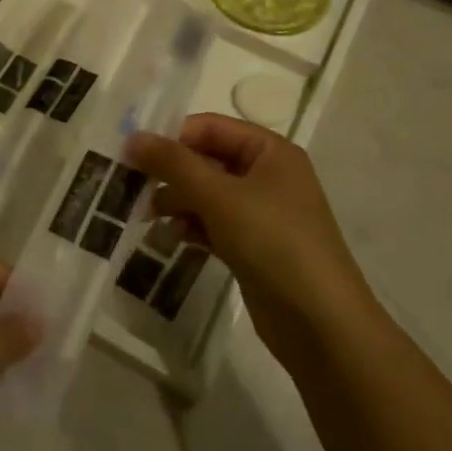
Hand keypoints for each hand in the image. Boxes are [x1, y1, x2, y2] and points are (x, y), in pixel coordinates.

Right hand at [126, 116, 377, 367]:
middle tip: (132, 188)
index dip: (171, 137)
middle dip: (170, 173)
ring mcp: (262, 213)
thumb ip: (173, 163)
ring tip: (147, 217)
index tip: (131, 154)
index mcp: (270, 151)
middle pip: (207, 160)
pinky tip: (170, 239)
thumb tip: (132, 137)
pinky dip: (191, 227)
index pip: (210, 127)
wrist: (320, 322)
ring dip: (176, 202)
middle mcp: (268, 176)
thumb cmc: (273, 242)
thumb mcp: (219, 196)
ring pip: (207, 195)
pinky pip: (214, 224)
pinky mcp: (254, 246)